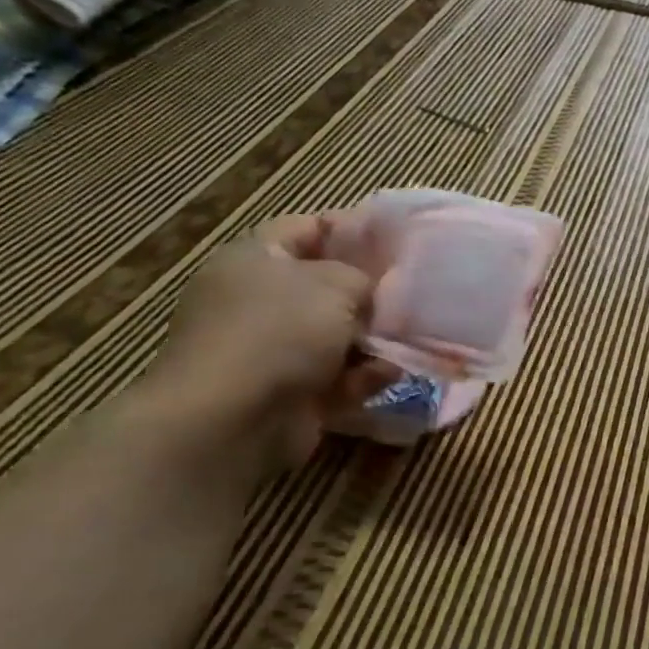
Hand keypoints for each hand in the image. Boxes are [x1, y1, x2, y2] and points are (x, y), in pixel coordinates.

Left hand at [144, 214, 398, 473]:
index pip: (307, 229)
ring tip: (416, 337)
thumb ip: (362, 276)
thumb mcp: (333, 285)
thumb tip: (372, 288)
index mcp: (255, 259)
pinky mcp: (290, 393)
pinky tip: (392, 374)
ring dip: (374, 340)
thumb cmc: (279, 332)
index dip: (352, 229)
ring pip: (337, 336)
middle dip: (371, 292)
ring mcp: (273, 351)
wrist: (232, 419)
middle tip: (416, 292)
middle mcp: (260, 301)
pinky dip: (364, 377)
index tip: (398, 239)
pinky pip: (337, 377)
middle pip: (326, 287)